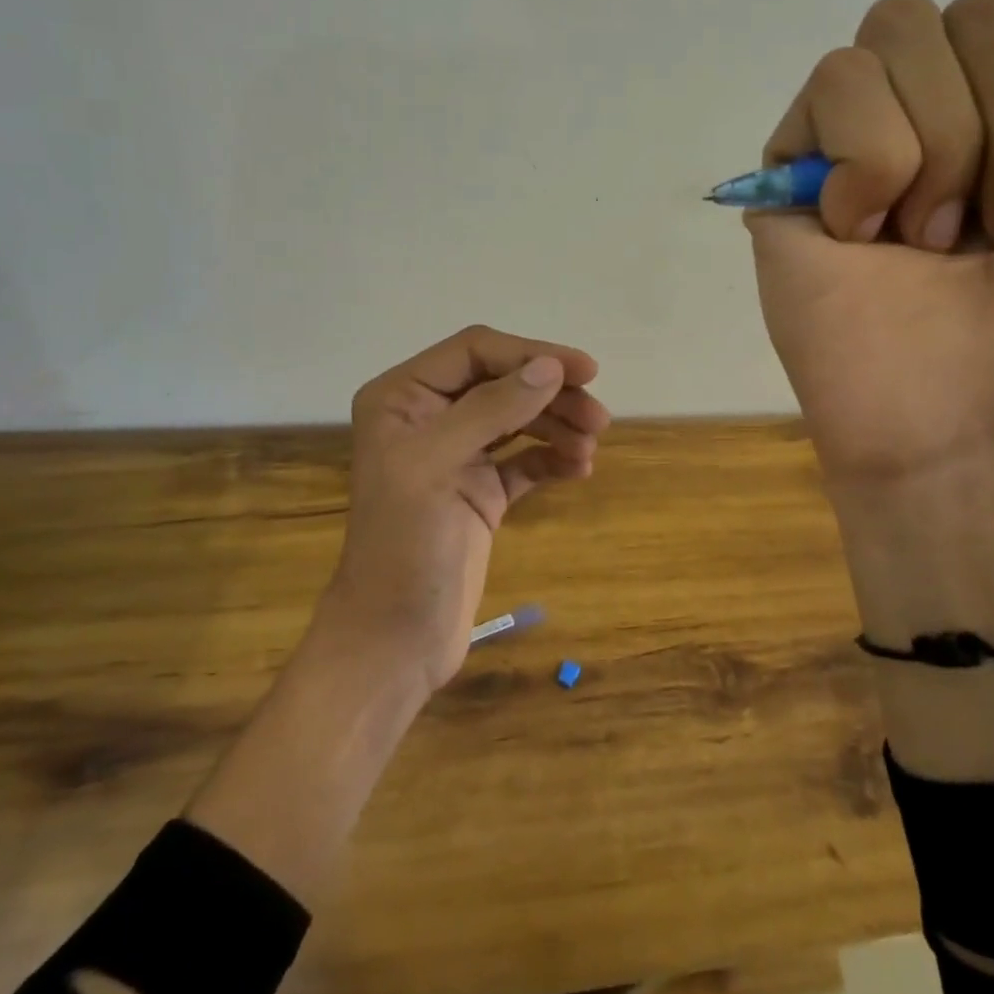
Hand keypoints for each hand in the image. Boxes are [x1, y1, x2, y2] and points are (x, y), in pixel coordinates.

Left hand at [322, 325, 608, 693]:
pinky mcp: (480, 491)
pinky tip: (577, 469)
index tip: (585, 371)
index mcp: (403, 397)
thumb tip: (551, 367)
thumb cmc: (404, 547)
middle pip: (502, 382)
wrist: (395, 642)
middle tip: (599, 419)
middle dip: (551, 395)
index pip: (476, 351)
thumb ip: (493, 409)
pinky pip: (524, 459)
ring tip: (589, 448)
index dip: (531, 354)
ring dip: (557, 426)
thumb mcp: (439, 466)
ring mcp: (456, 455)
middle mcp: (428, 417)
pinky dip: (551, 458)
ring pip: (518, 418)